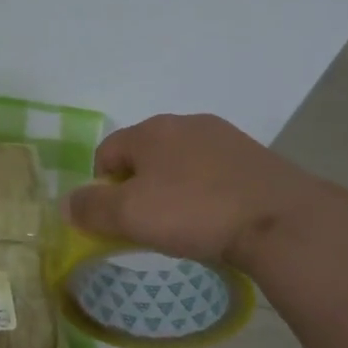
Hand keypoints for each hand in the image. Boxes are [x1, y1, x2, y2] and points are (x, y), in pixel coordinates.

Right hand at [61, 112, 335, 270]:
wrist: (282, 220)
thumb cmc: (194, 213)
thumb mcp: (130, 216)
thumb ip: (91, 208)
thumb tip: (66, 203)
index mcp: (150, 131)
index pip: (107, 152)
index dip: (101, 186)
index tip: (114, 219)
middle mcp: (185, 123)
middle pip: (145, 154)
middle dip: (138, 185)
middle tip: (147, 222)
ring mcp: (225, 137)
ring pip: (181, 162)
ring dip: (174, 187)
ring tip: (185, 223)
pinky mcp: (256, 157)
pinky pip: (215, 172)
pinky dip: (207, 191)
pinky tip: (218, 218)